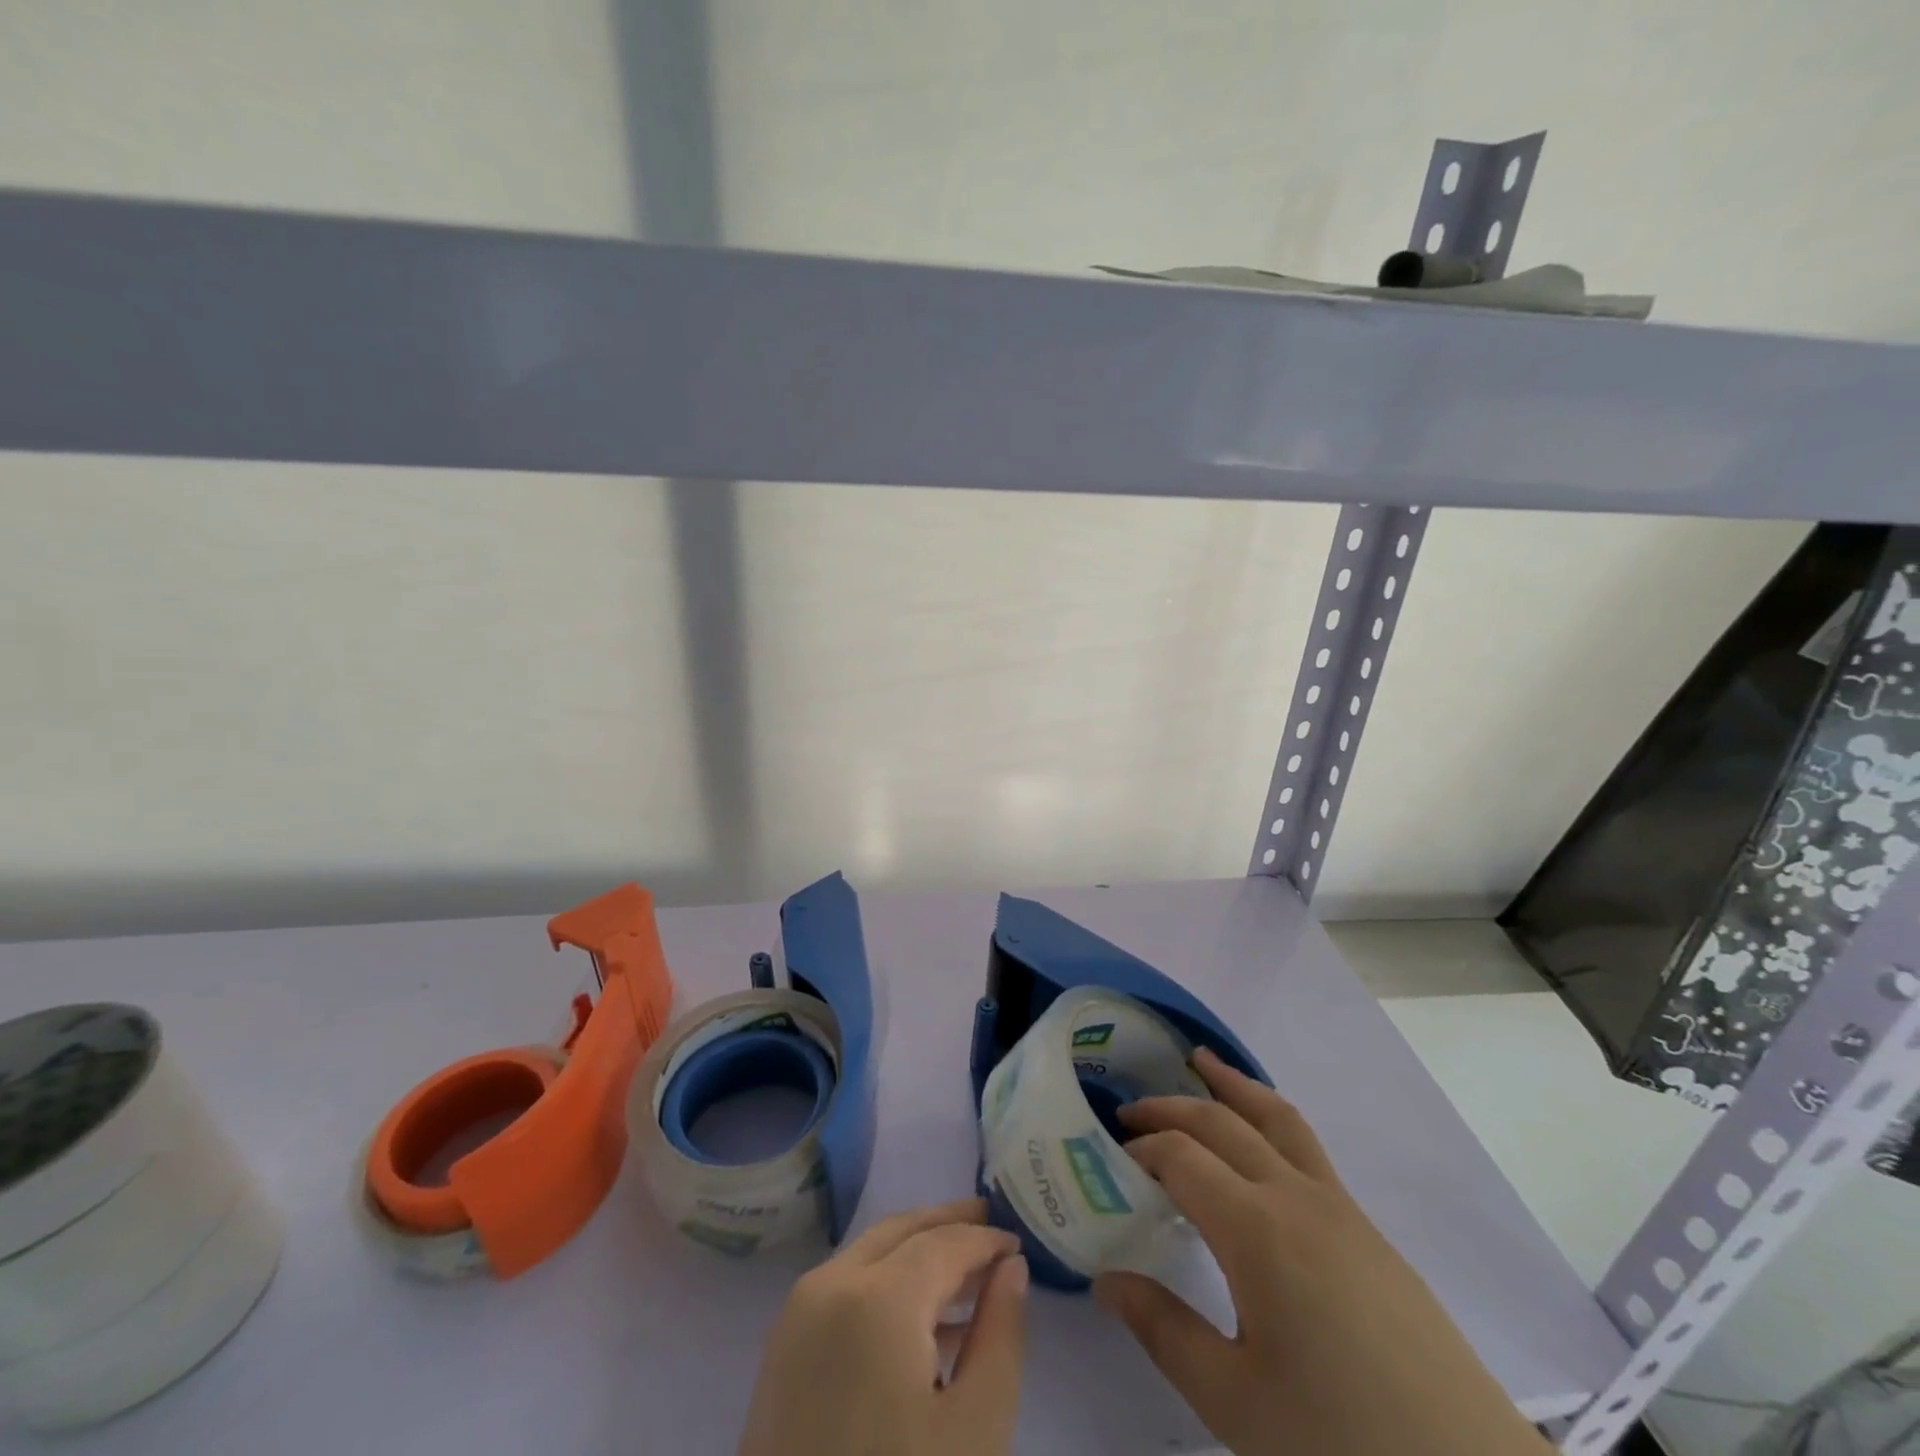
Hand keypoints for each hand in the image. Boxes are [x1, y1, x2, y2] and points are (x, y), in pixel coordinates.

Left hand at [738, 1198, 1029, 1455]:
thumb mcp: (975, 1431)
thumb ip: (1001, 1336)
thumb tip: (1011, 1267)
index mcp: (876, 1297)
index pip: (943, 1242)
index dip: (984, 1239)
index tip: (1017, 1242)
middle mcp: (830, 1285)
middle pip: (900, 1231)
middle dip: (947, 1223)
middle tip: (989, 1221)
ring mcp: (797, 1316)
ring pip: (869, 1254)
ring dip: (917, 1250)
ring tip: (965, 1269)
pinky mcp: (781, 1351)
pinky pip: (843, 1287)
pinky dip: (885, 1281)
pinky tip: (920, 1318)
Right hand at [1094, 1049, 1550, 1455]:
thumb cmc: (1340, 1443)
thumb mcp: (1234, 1402)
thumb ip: (1162, 1330)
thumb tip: (1106, 1279)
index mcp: (1257, 1230)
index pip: (1181, 1157)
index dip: (1141, 1150)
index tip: (1111, 1164)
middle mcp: (1297, 1197)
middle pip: (1222, 1122)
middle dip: (1170, 1108)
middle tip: (1129, 1113)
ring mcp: (1340, 1207)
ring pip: (1276, 1117)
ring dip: (1231, 1085)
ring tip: (1200, 1062)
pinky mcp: (1368, 1229)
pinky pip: (1305, 1146)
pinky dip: (1267, 1118)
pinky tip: (1257, 1143)